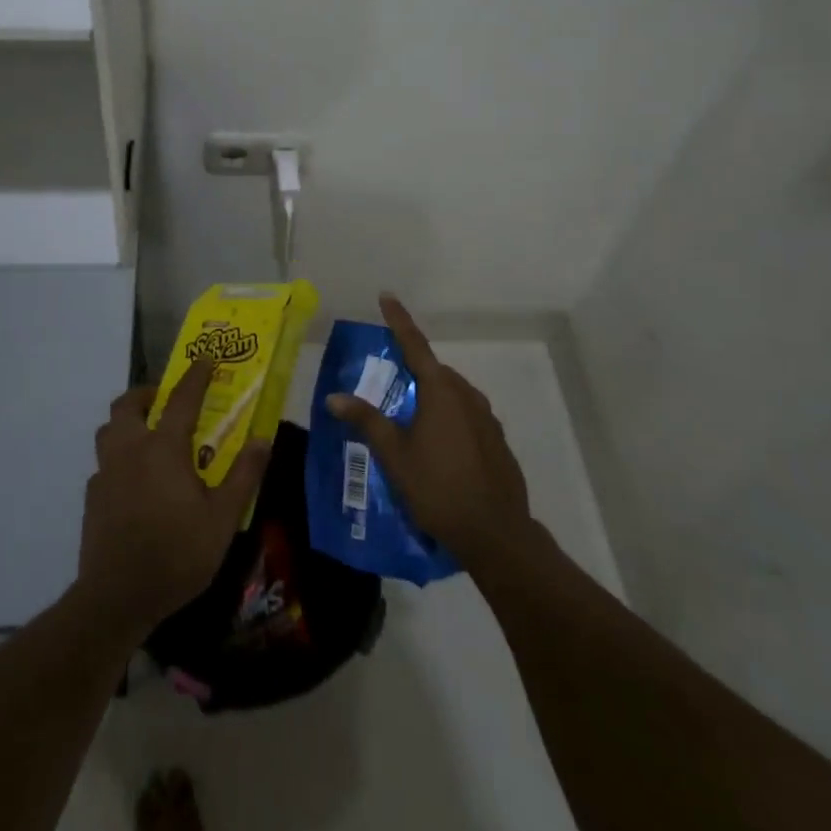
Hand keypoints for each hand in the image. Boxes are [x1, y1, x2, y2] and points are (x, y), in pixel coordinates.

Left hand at [75, 358, 270, 637]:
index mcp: (163, 448)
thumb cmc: (176, 554)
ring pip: (108, 429)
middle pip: (128, 404)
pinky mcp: (92, 496)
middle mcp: (130, 450)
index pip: (181, 398)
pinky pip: (104, 462)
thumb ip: (243, 475)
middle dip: (147, 393)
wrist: (117, 598)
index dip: (196, 375)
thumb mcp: (223, 519)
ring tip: (148, 434)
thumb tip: (262, 439)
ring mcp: (106, 472)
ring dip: (127, 421)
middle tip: (166, 400)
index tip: (206, 358)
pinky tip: (134, 481)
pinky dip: (119, 458)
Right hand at [327, 294, 531, 569]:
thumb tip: (333, 397)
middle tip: (390, 383)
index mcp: (441, 391)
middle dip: (413, 371)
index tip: (387, 296)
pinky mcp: (497, 441)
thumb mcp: (395, 455)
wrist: (496, 534)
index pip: (415, 344)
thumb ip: (366, 421)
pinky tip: (439, 449)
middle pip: (434, 372)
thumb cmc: (438, 489)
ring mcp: (487, 419)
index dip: (399, 320)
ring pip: (452, 395)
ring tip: (410, 422)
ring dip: (431, 398)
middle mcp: (467, 395)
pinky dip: (449, 420)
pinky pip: (467, 417)